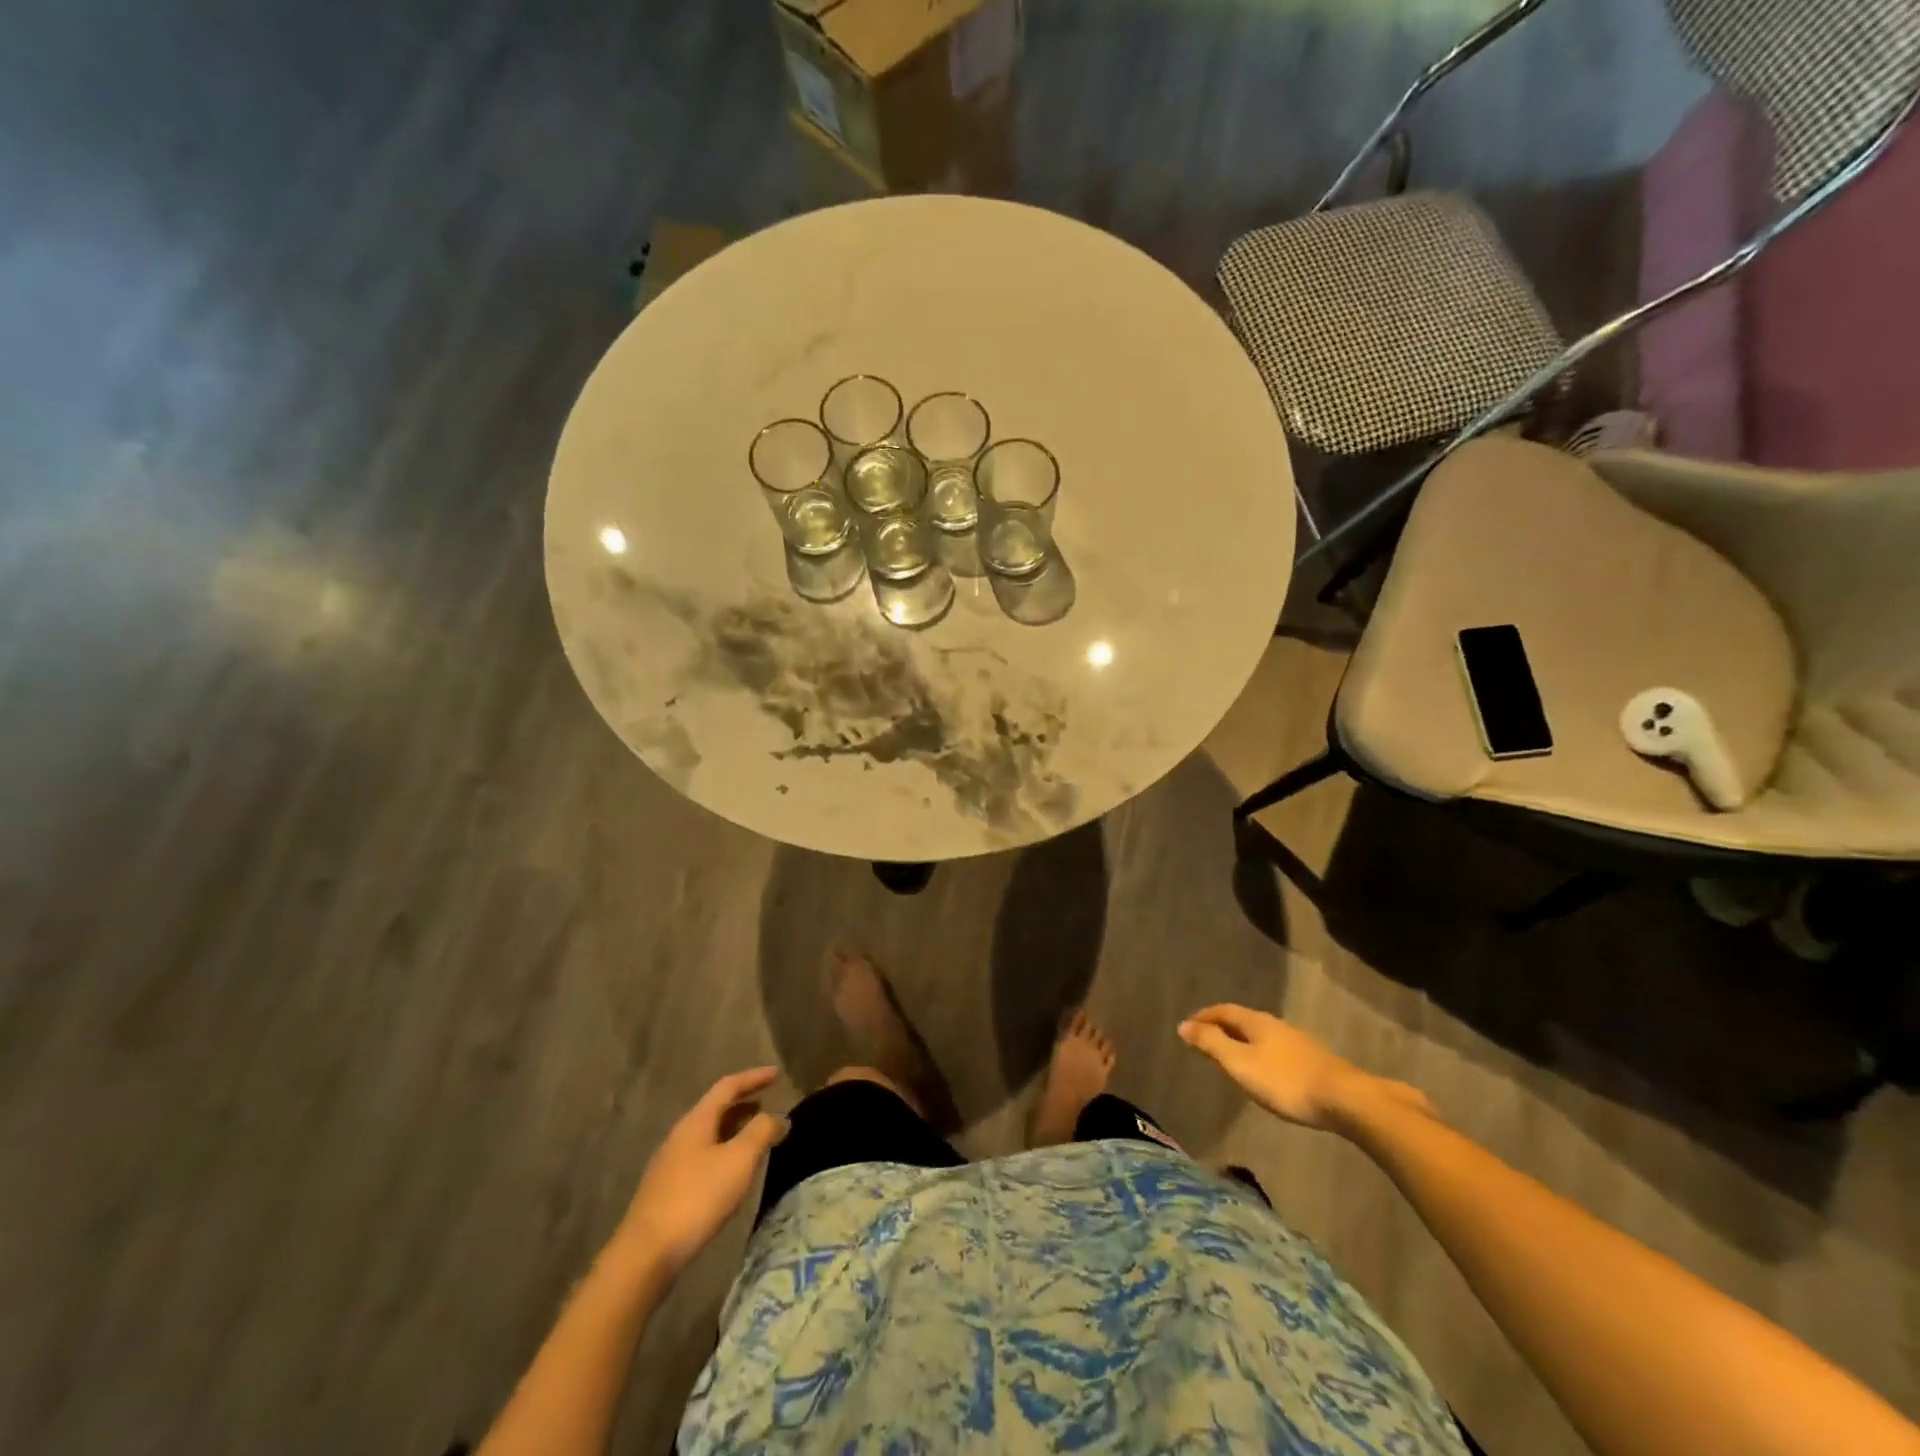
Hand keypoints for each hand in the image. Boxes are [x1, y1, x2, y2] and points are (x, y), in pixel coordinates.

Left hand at [614, 1067, 787, 1277]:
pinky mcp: (668, 1190)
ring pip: (709, 1134)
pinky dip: (724, 1151)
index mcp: (697, 1121)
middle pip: (716, 1109)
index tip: (777, 1073)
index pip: (728, 1086)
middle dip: (743, 1103)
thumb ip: (761, 1132)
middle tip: (768, 1102)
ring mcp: (671, 1164)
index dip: (754, 1078)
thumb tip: (778, 1117)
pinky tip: (733, 1171)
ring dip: (734, 1128)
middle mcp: (681, 1135)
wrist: (646, 1254)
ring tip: (756, 1135)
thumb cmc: (697, 1198)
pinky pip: (703, 1156)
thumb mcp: (739, 1160)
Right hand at [1179, 1005, 1424, 1131]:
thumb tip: (1184, 1025)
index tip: (1187, 1026)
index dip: (1204, 1017)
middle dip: (1222, 1027)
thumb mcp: (1240, 1064)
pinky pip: (1275, 1049)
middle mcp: (1276, 1025)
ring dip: (1241, 1041)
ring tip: (1231, 1056)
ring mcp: (1297, 1042)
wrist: (1346, 1100)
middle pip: (1242, 1020)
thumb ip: (1212, 1044)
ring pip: (1261, 1035)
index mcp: (1256, 1022)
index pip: (1223, 1011)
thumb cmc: (1285, 1081)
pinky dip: (1259, 1053)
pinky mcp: (1313, 1061)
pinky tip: (1264, 1070)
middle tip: (1205, 1040)